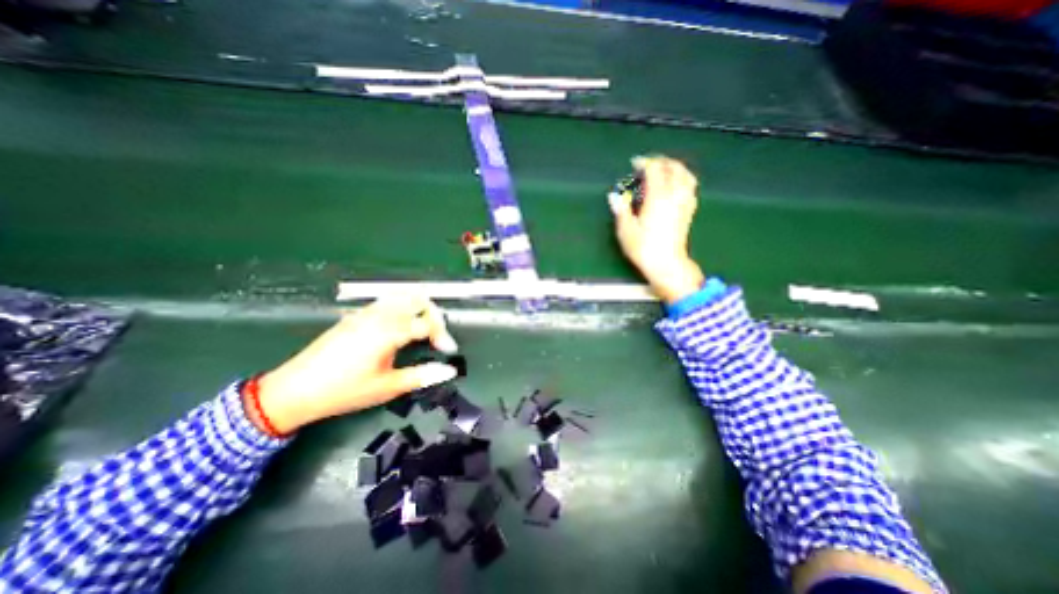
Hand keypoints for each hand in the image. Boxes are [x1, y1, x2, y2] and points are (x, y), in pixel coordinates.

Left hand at [254, 295, 461, 434]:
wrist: (293, 391)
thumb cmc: (343, 391)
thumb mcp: (387, 388)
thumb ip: (422, 376)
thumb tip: (448, 370)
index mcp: (389, 331)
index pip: (427, 322)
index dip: (443, 335)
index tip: (447, 350)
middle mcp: (379, 315)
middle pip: (418, 298)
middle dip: (434, 314)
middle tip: (436, 336)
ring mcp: (365, 312)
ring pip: (402, 295)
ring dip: (418, 308)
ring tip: (422, 329)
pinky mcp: (355, 315)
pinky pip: (387, 301)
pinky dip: (402, 307)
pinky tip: (399, 329)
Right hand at [612, 155, 699, 303]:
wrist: (667, 264)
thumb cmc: (644, 248)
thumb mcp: (626, 230)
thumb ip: (621, 209)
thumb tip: (614, 196)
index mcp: (657, 197)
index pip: (655, 169)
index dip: (644, 162)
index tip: (635, 164)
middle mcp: (674, 195)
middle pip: (673, 167)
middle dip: (660, 161)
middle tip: (648, 165)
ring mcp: (685, 202)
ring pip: (686, 175)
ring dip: (675, 167)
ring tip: (664, 170)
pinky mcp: (689, 211)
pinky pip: (690, 187)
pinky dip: (684, 179)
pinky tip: (676, 185)